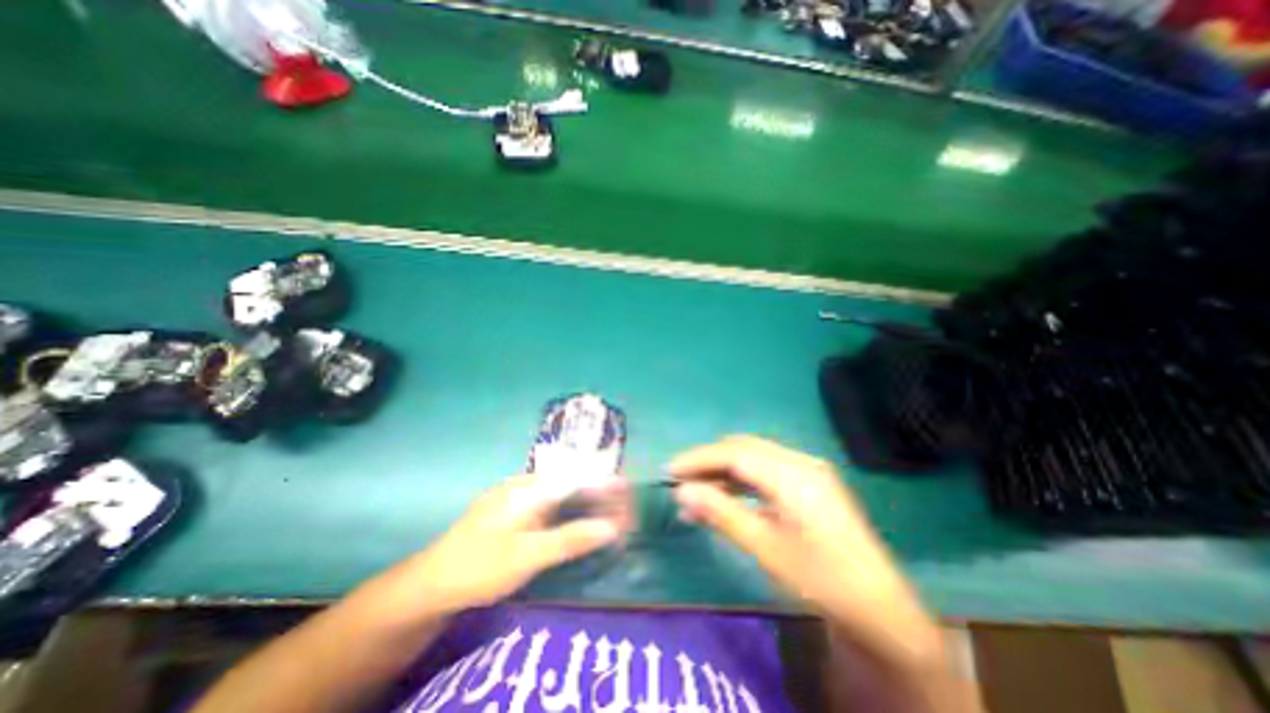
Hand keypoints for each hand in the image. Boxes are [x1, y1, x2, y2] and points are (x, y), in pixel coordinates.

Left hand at [395, 479, 617, 617]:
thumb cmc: (479, 567)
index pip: (577, 475)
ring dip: (590, 499)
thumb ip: (570, 539)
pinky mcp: (518, 510)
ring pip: (565, 490)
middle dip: (602, 491)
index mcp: (529, 487)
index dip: (606, 482)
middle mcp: (527, 483)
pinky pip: (554, 502)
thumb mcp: (527, 556)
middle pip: (574, 480)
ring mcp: (521, 495)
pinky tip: (584, 518)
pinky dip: (574, 509)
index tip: (629, 488)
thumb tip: (611, 527)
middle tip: (626, 507)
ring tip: (613, 511)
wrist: (430, 584)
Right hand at [673, 437, 940, 670]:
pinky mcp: (810, 481)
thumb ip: (722, 513)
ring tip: (698, 491)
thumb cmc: (820, 580)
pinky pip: (767, 469)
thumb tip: (682, 492)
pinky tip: (727, 495)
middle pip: (743, 448)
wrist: (880, 610)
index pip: (734, 453)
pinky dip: (742, 478)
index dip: (699, 459)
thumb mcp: (765, 548)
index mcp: (792, 475)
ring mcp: (808, 469)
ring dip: (724, 469)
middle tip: (681, 481)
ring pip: (754, 456)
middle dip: (709, 460)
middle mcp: (800, 461)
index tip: (670, 471)